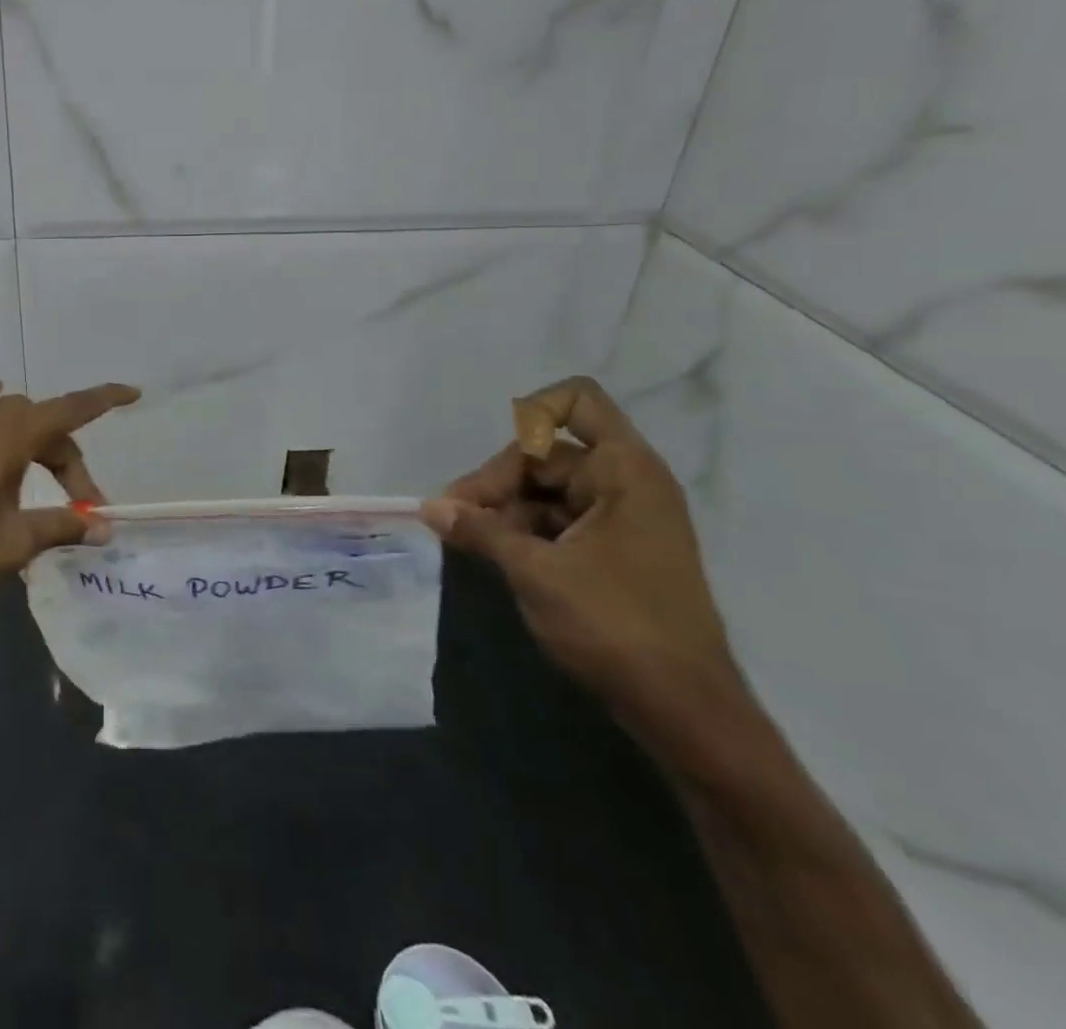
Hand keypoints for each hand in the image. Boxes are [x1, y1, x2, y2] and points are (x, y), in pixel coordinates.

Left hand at [0, 373, 139, 613]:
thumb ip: (61, 526)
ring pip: (5, 413)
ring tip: (35, 479)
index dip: (104, 399)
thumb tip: (104, 528)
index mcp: (9, 439)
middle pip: (41, 424)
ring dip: (30, 439)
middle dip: (65, 459)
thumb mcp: (14, 544)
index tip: (132, 392)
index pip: (70, 410)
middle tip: (76, 506)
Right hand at [423, 376, 741, 730]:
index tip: (496, 463)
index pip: (576, 402)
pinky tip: (491, 555)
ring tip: (466, 541)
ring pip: (544, 490)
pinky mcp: (612, 551)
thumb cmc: (615, 626)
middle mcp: (625, 484)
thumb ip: (479, 530)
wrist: (684, 712)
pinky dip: (521, 532)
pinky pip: (556, 521)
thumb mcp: (535, 572)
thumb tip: (429, 507)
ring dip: (503, 510)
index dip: (530, 412)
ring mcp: (620, 519)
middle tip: (455, 519)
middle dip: (496, 482)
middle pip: (545, 453)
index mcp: (624, 472)